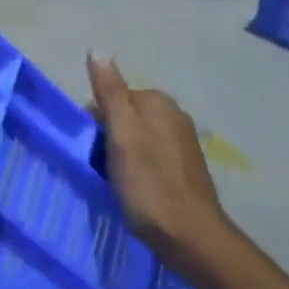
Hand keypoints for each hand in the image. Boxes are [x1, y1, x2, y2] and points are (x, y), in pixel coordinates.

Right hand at [87, 55, 225, 252]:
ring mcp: (184, 143)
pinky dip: (141, 171)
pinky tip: (138, 192)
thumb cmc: (150, 184)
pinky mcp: (187, 170)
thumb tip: (97, 49)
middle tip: (105, 170)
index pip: (111, 99)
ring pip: (137, 139)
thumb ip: (110, 91)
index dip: (96, 124)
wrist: (193, 240)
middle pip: (124, 118)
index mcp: (158, 101)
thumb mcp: (122, 134)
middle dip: (110, 140)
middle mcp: (174, 114)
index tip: (94, 152)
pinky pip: (152, 159)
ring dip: (123, 157)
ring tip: (120, 184)